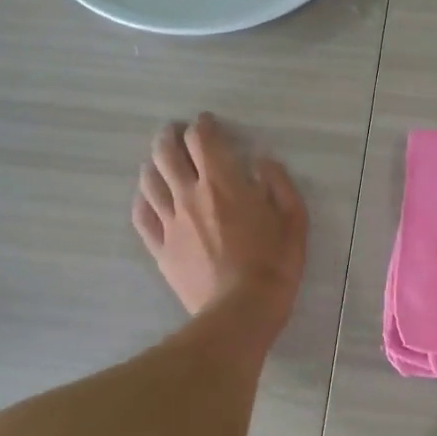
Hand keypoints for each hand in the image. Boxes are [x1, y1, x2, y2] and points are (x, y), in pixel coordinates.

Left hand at [133, 113, 307, 343]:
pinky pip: (142, 216)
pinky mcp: (161, 248)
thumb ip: (279, 184)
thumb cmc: (274, 265)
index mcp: (223, 183)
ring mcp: (170, 222)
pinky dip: (143, 199)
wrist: (241, 312)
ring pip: (149, 180)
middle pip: (166, 153)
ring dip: (154, 163)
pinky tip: (149, 197)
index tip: (208, 123)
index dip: (203, 125)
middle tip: (177, 133)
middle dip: (170, 136)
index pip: (202, 139)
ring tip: (161, 161)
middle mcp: (190, 194)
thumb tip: (262, 162)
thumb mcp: (294, 220)